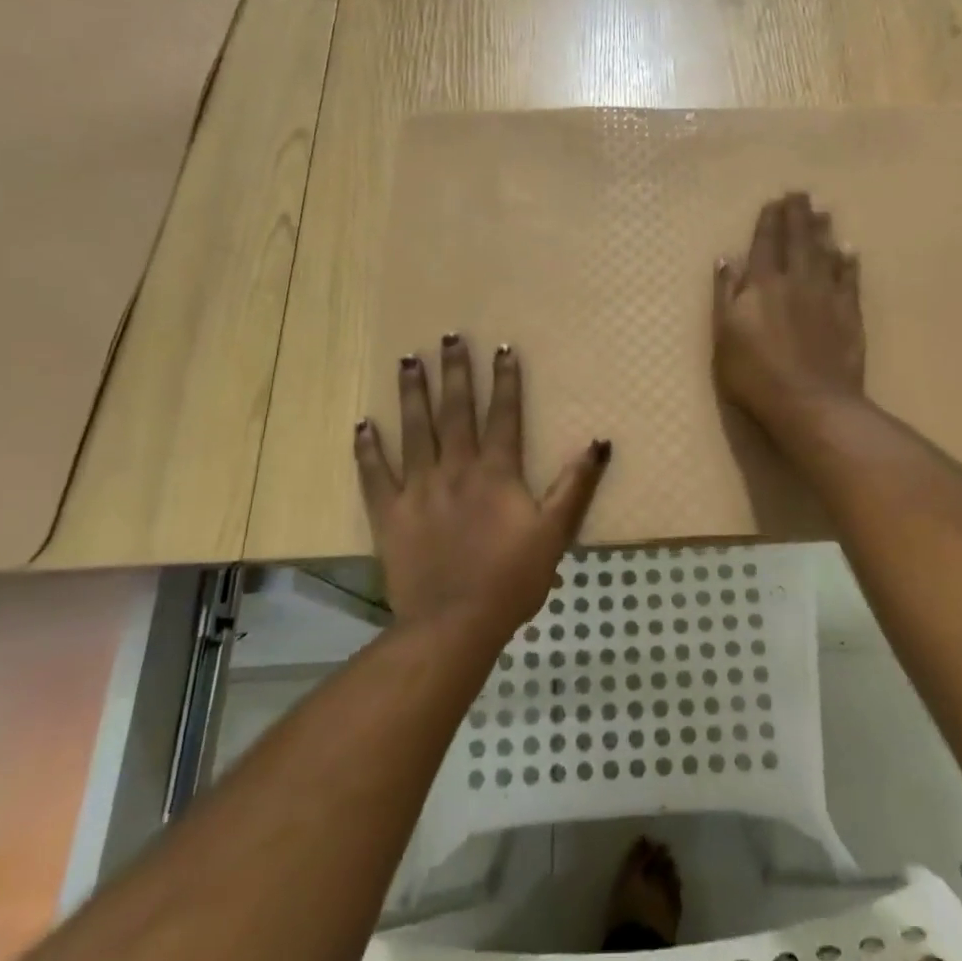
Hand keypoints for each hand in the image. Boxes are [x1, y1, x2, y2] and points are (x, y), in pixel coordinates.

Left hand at [355, 335, 609, 640]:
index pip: (503, 415)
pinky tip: (362, 423)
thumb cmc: (511, 580)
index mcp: (495, 473)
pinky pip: (374, 474)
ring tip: (408, 360)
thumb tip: (599, 442)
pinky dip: (367, 448)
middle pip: (455, 411)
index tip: (502, 348)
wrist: (454, 623)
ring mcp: (417, 489)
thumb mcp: (555, 533)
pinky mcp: (389, 513)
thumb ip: (575, 486)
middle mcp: (455, 469)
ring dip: (412, 393)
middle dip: (454, 372)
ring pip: (414, 430)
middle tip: (448, 336)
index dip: (505, 380)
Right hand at [713, 192, 865, 428]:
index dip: (768, 221)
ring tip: (823, 211)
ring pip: (825, 253)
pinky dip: (849, 262)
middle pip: (797, 240)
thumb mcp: (724, 338)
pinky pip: (849, 279)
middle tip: (800, 193)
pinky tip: (850, 250)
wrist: (811, 403)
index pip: (764, 244)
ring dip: (823, 230)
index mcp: (761, 285)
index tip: (773, 201)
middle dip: (797, 215)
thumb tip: (727, 259)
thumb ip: (725, 296)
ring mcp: (826, 296)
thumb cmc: (755, 376)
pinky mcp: (849, 314)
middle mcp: (795, 281)